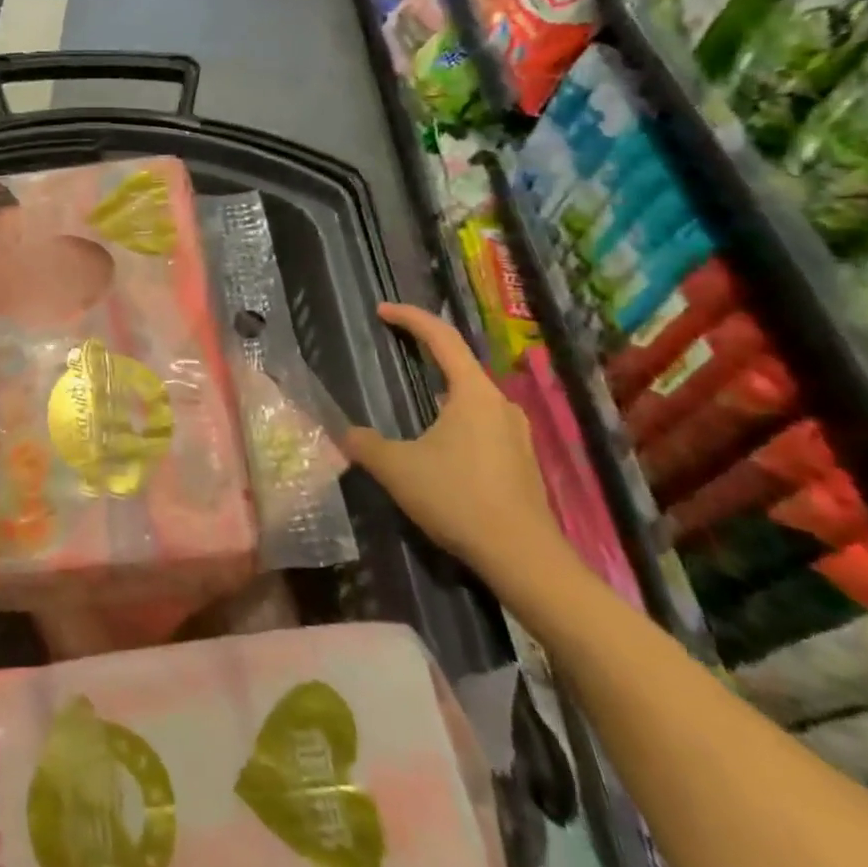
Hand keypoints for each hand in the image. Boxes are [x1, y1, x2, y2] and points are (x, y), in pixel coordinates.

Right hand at [344, 304, 567, 587]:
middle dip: (427, 352)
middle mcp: (500, 404)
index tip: (382, 310)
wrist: (522, 556)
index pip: (441, 338)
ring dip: (443, 389)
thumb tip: (345, 433)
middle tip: (396, 347)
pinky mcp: (521, 460)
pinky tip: (440, 442)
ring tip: (415, 396)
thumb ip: (365, 445)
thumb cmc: (457, 498)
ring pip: (472, 397)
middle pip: (460, 364)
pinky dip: (456, 418)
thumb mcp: (397, 469)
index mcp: (472, 393)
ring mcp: (516, 433)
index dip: (410, 318)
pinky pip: (482, 423)